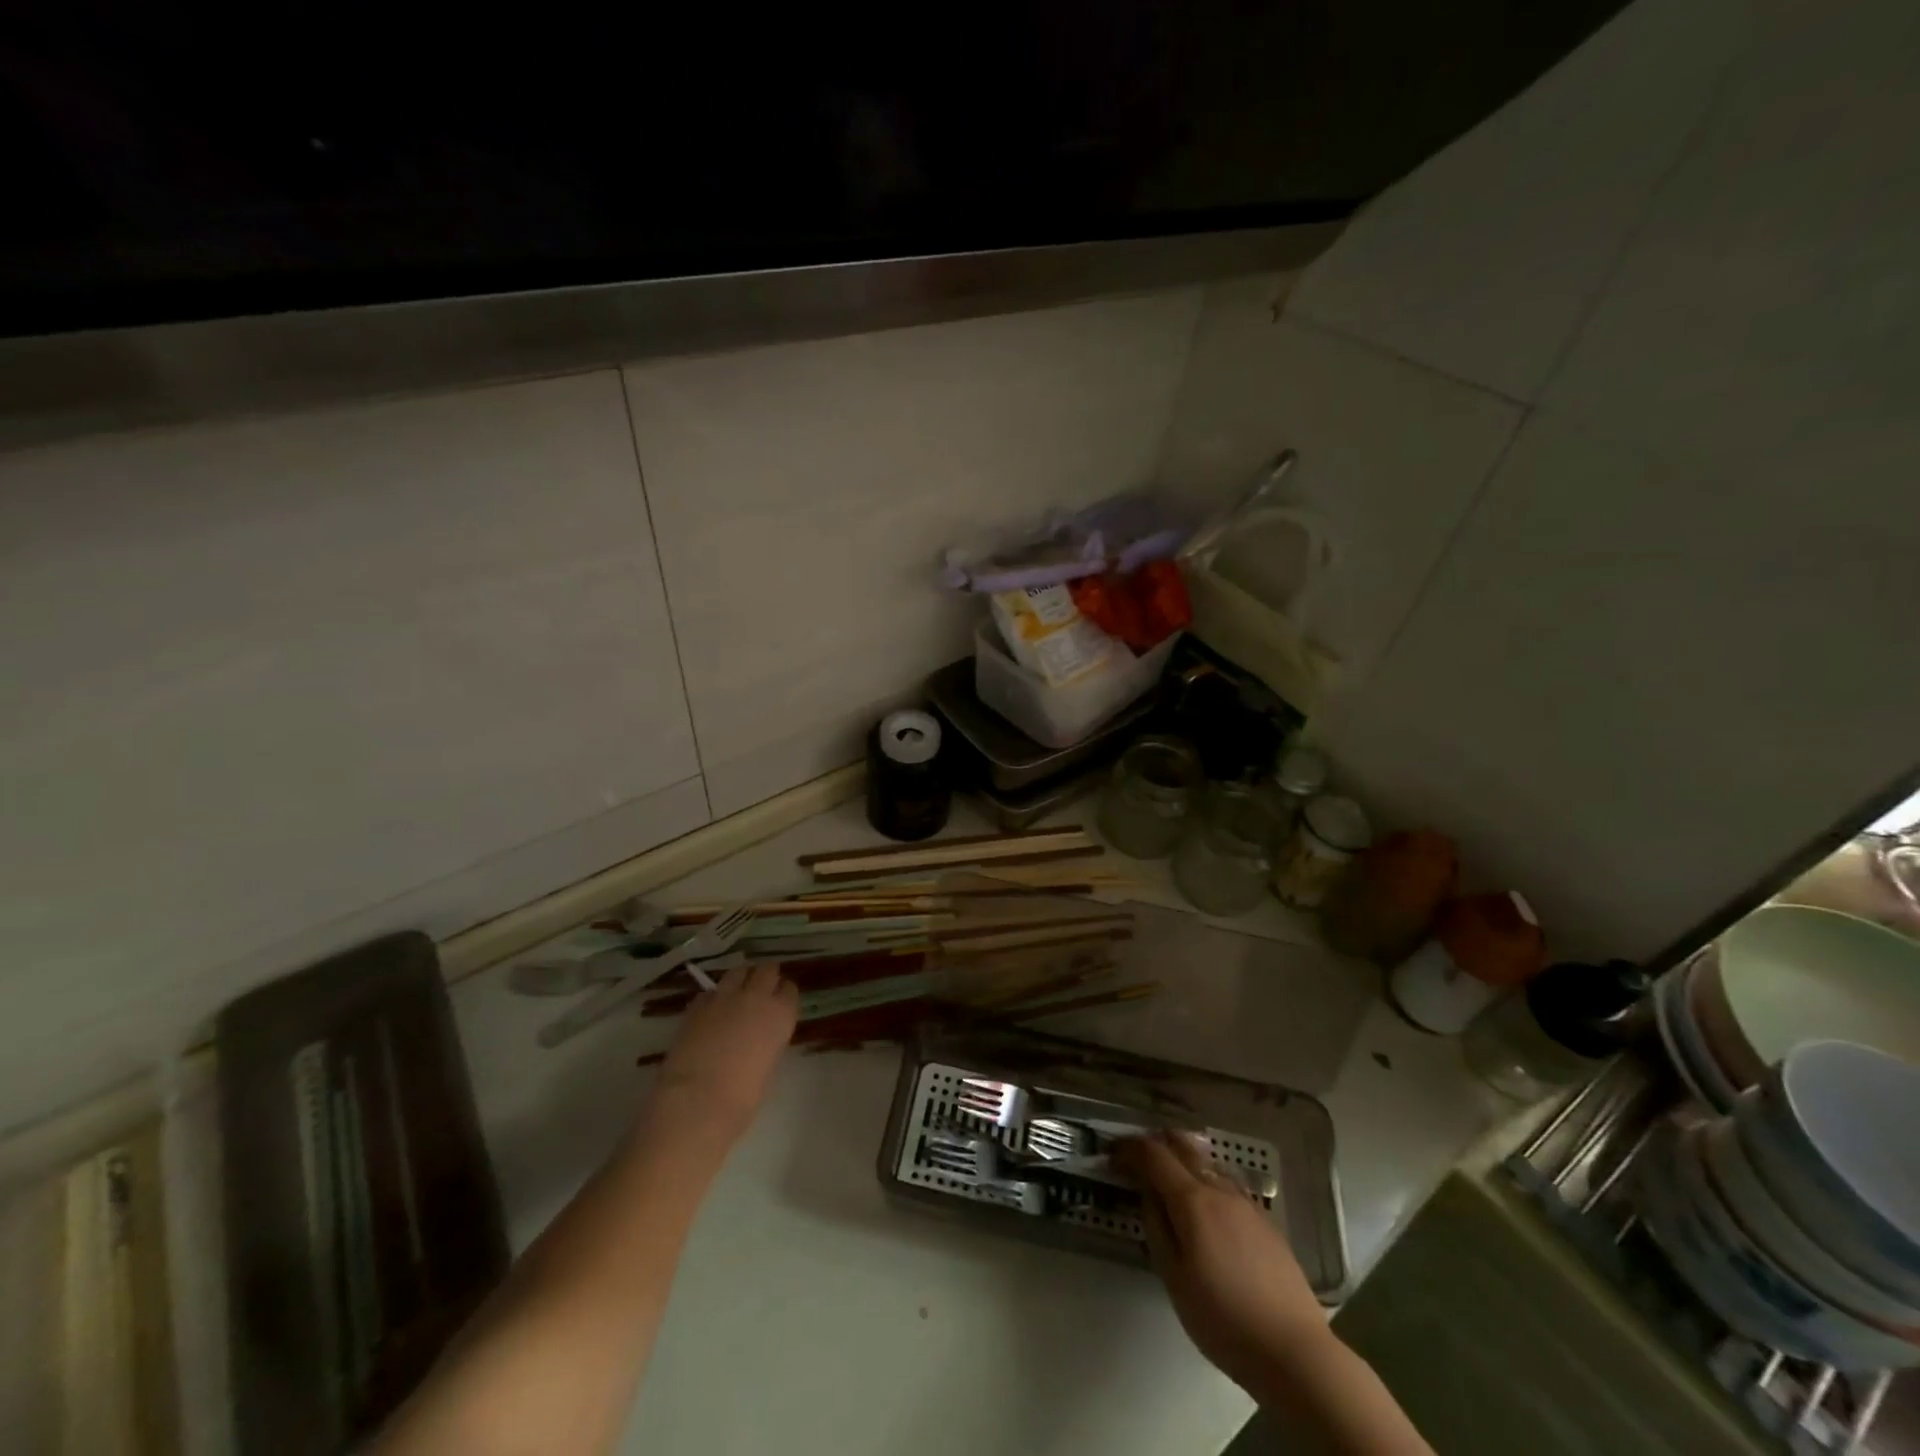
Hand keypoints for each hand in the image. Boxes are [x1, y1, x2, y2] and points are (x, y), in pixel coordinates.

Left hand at [645, 964, 797, 1153]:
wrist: (696, 1102)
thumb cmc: (741, 1098)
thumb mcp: (768, 1067)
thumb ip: (768, 1042)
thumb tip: (759, 1038)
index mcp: (781, 1015)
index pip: (789, 990)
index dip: (783, 996)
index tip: (779, 1004)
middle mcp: (756, 997)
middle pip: (767, 970)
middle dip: (765, 977)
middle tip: (761, 991)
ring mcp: (725, 997)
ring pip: (738, 971)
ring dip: (740, 979)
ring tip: (736, 995)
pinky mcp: (697, 1005)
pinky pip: (710, 992)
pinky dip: (713, 998)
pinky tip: (710, 1013)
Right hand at [1111, 1131, 1331, 1401]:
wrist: (1294, 1351)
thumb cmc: (1224, 1320)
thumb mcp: (1174, 1279)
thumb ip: (1157, 1228)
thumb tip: (1147, 1195)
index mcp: (1192, 1200)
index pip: (1153, 1155)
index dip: (1129, 1149)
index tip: (1112, 1154)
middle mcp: (1219, 1189)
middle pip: (1183, 1146)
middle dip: (1155, 1143)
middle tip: (1137, 1157)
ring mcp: (1246, 1202)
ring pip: (1207, 1163)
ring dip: (1182, 1160)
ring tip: (1168, 1179)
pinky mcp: (1264, 1220)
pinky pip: (1226, 1184)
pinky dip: (1205, 1180)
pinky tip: (1204, 1207)